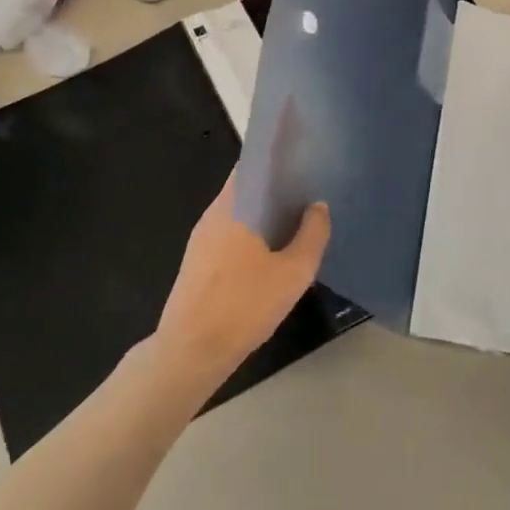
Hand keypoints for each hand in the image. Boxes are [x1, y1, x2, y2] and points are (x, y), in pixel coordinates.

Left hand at [156, 174, 329, 378]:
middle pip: (246, 188)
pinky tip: (275, 250)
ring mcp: (202, 239)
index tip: (303, 158)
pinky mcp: (198, 262)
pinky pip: (231, 234)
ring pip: (239, 213)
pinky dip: (253, 233)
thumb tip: (318, 207)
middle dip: (276, 187)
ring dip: (265, 213)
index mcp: (233, 206)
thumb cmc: (244, 305)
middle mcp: (214, 214)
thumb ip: (312, 235)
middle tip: (310, 190)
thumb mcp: (293, 273)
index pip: (253, 164)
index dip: (278, 158)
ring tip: (299, 218)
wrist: (191, 351)